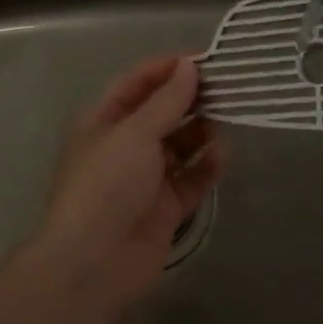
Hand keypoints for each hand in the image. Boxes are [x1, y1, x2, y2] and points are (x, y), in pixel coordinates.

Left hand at [30, 55, 223, 321]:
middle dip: (192, 98)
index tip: (207, 58)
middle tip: (229, 86)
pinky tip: (224, 156)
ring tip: (230, 117)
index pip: (139, 82)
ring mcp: (146, 177)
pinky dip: (208, 166)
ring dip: (203, 130)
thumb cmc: (106, 185)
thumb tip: (189, 66)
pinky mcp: (166, 206)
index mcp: (105, 120)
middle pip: (163, 111)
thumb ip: (167, 100)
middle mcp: (125, 144)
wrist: (92, 264)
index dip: (169, 68)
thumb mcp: (135, 133)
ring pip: (181, 143)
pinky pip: (192, 178)